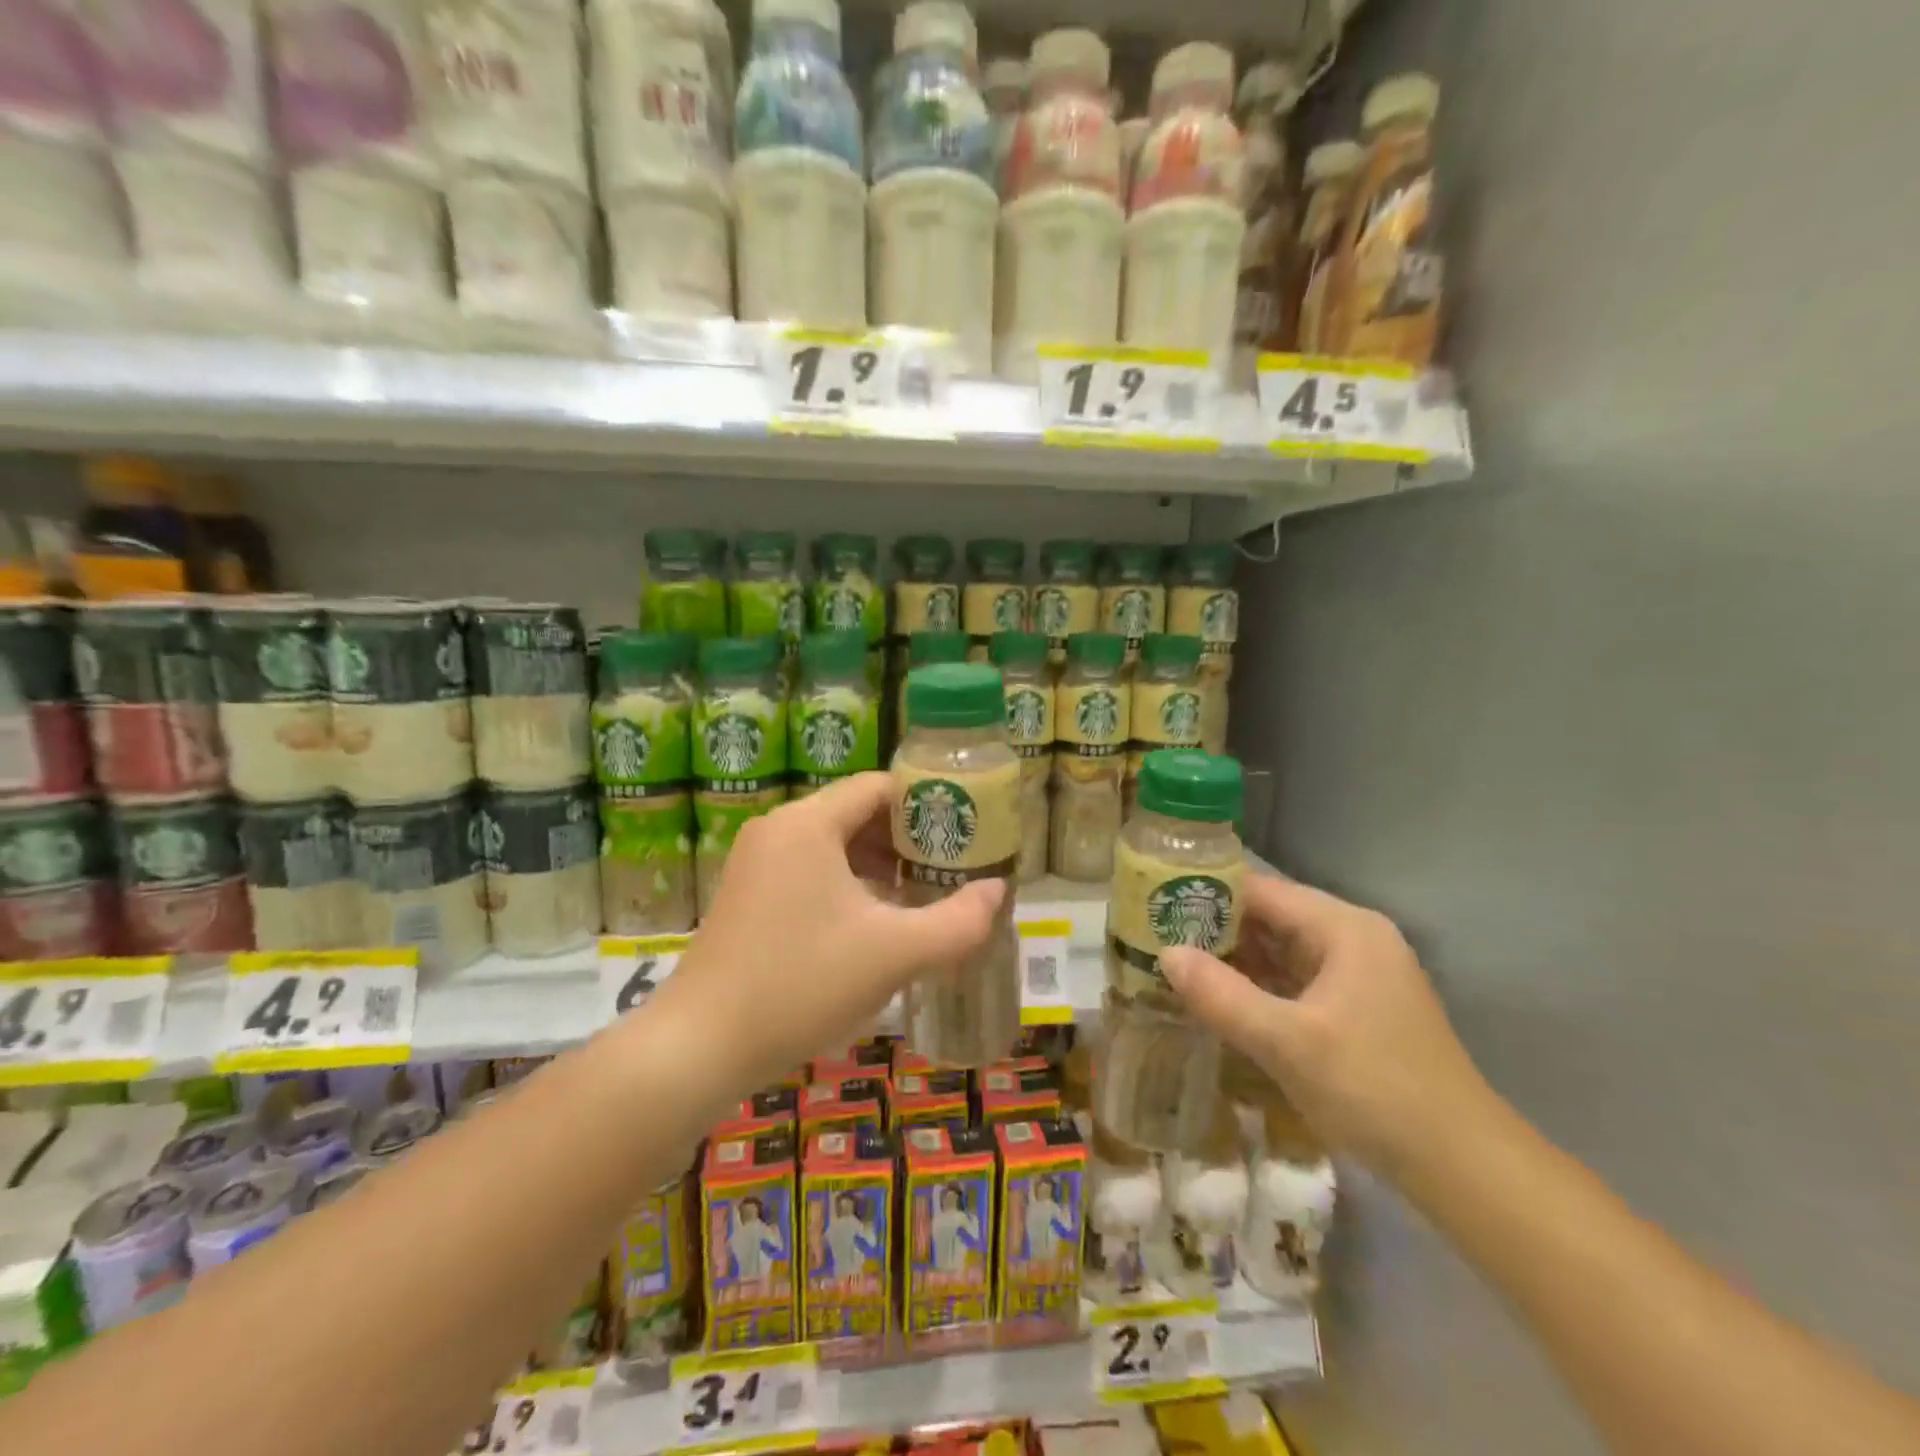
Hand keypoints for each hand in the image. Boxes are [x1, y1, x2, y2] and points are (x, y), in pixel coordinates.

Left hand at [649, 773, 1003, 1093]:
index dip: (928, 804)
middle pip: (858, 813)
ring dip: (880, 866)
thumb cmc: (801, 985)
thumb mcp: (894, 954)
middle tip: (952, 870)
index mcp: (809, 823)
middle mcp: (779, 829)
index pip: (881, 787)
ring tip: (923, 898)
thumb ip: (959, 921)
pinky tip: (875, 924)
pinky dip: (849, 886)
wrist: (700, 1046)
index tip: (966, 833)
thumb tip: (999, 891)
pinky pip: (811, 871)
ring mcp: (757, 862)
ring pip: (835, 845)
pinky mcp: (748, 895)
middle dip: (909, 841)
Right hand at [1161, 875, 1499, 1179]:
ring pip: (1280, 951)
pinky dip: (1257, 987)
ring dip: (1233, 960)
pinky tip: (1218, 1000)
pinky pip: (1294, 981)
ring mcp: (1357, 975)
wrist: (1464, 1168)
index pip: (1260, 891)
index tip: (1155, 906)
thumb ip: (1222, 995)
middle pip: (1269, 917)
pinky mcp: (1356, 1009)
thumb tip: (1165, 955)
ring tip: (1173, 965)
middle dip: (1214, 929)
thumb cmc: (1375, 1090)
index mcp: (1343, 928)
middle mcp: (1352, 939)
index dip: (1206, 894)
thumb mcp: (1287, 1042)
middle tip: (1154, 939)